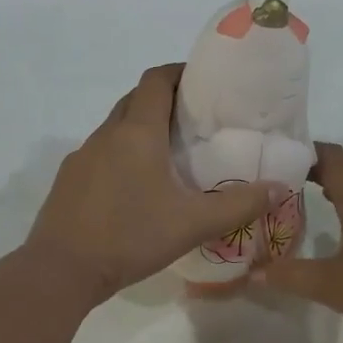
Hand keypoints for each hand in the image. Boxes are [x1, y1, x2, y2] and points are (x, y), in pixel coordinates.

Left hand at [26, 64, 285, 303]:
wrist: (61, 270)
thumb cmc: (130, 238)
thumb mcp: (192, 224)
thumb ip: (239, 205)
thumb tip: (281, 189)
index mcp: (136, 133)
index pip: (157, 79)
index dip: (180, 72)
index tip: (204, 82)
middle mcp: (106, 135)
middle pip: (135, 99)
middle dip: (164, 99)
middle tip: (195, 120)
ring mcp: (81, 157)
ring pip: (115, 128)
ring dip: (141, 129)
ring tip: (170, 154)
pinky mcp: (68, 181)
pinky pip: (100, 154)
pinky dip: (121, 155)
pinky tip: (136, 187)